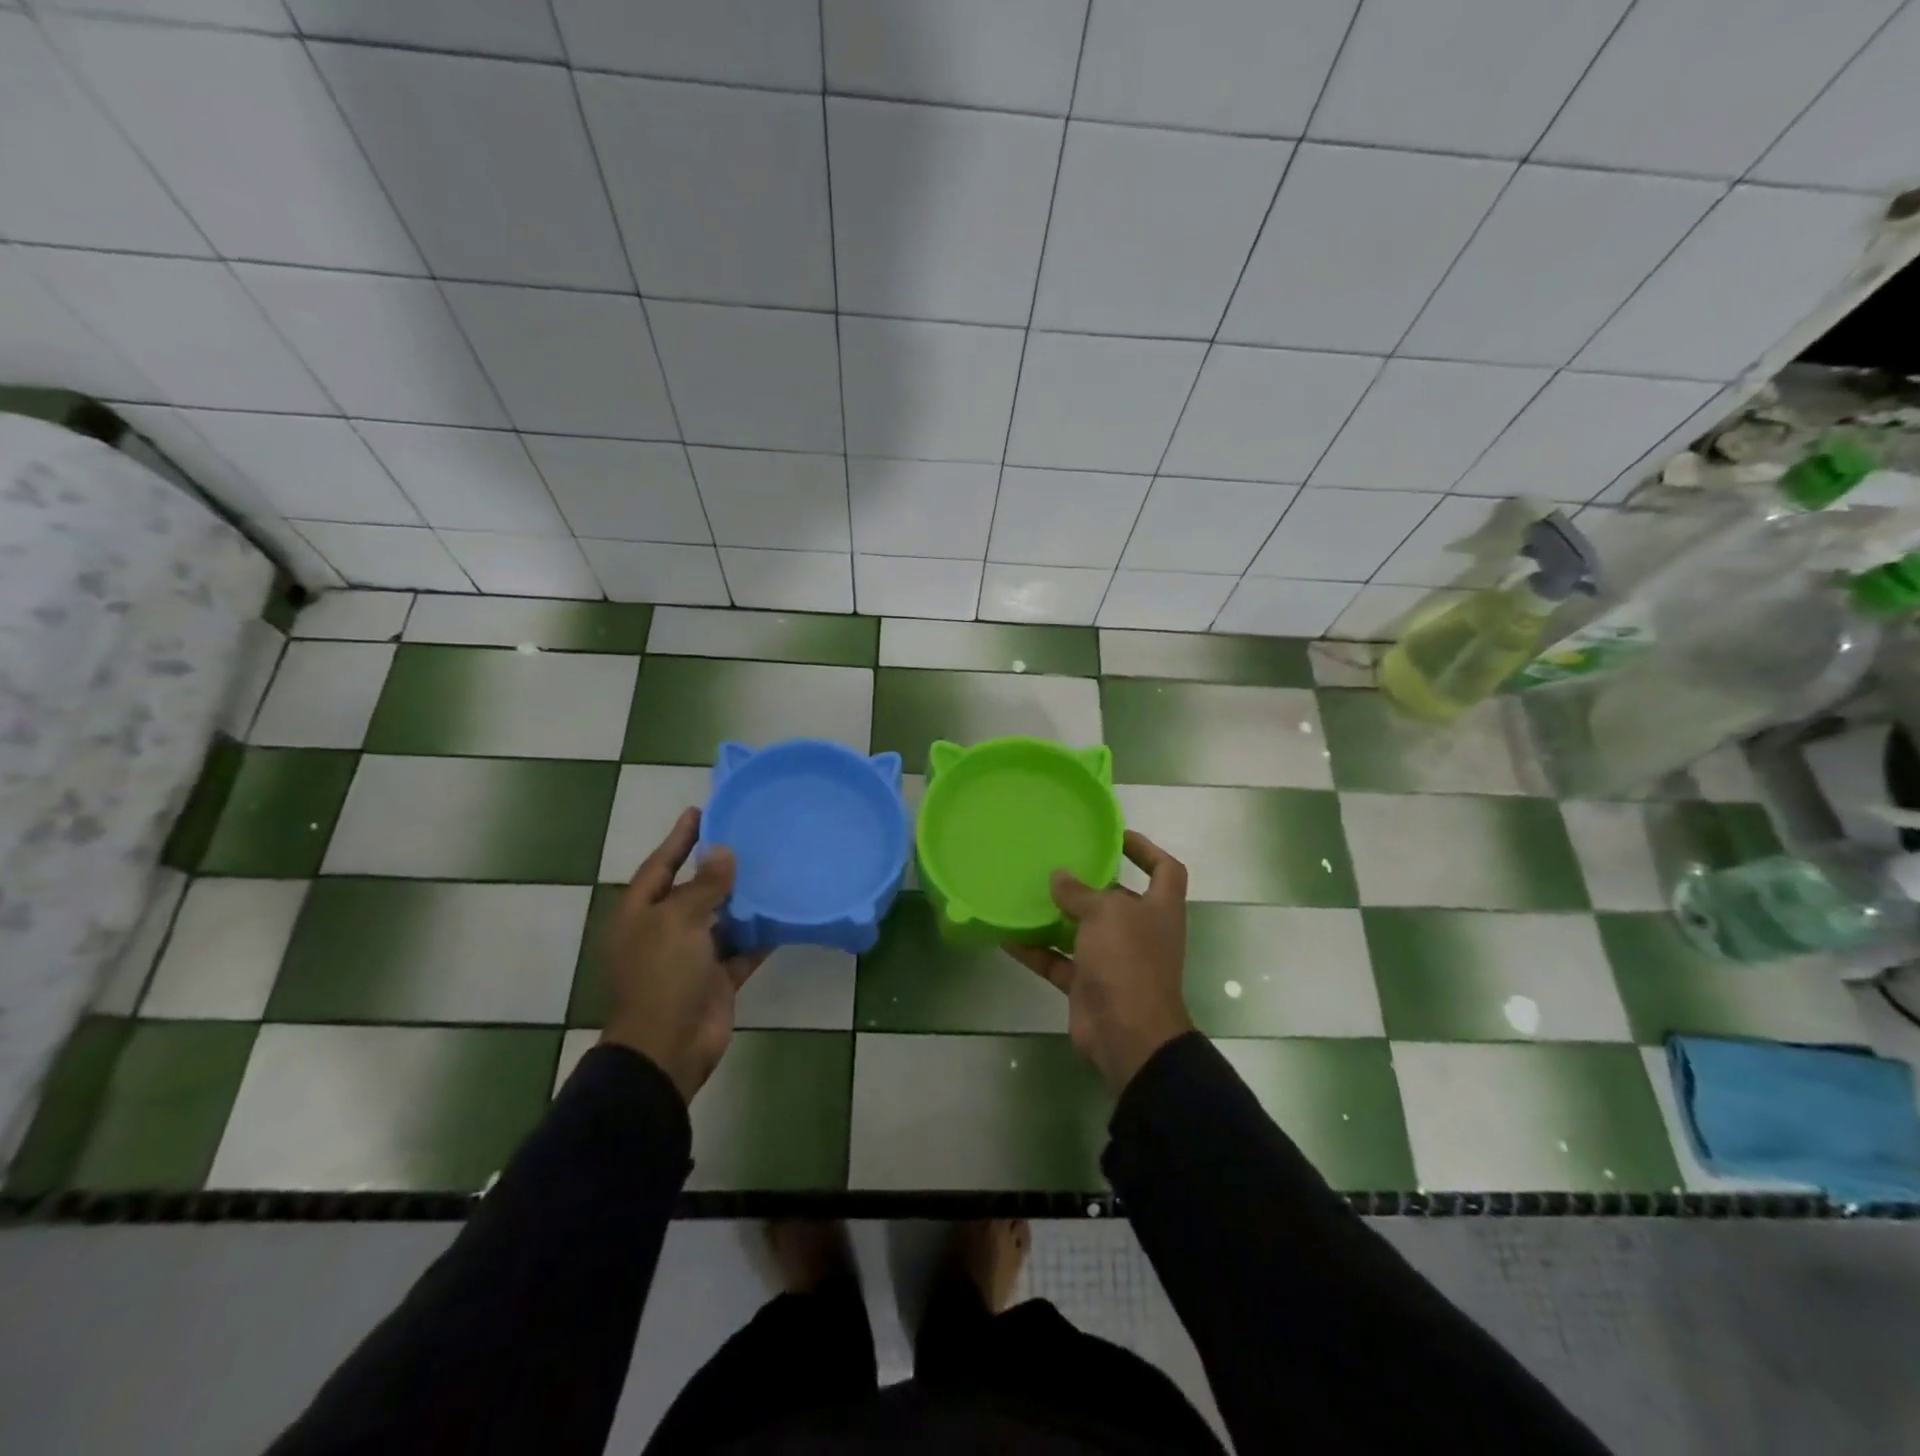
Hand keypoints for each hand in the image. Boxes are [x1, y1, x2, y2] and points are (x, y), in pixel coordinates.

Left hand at [599, 808, 766, 1102]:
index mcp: (641, 913)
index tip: (701, 811)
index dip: (680, 838)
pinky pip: (742, 948)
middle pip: (692, 890)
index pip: (661, 864)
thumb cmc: (663, 976)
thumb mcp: (679, 922)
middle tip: (747, 835)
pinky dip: (760, 935)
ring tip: (773, 868)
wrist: (668, 1048)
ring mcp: (692, 956)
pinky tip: (785, 914)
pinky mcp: (717, 977)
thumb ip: (704, 885)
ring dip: (743, 900)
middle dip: (717, 867)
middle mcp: (664, 930)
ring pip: (721, 918)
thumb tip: (722, 851)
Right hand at [1005, 831, 1194, 1093]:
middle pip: (1117, 898)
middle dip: (1090, 882)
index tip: (1114, 836)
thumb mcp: (1105, 914)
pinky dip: (1036, 950)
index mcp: (1159, 908)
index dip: (1145, 849)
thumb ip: (1079, 892)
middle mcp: (1140, 931)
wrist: (1128, 1035)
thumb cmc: (1128, 961)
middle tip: (1056, 862)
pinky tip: (1008, 936)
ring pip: (1083, 930)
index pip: (1165, 868)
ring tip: (1027, 892)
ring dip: (1058, 915)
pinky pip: (1059, 961)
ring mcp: (1114, 960)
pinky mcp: (1089, 984)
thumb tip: (1060, 876)